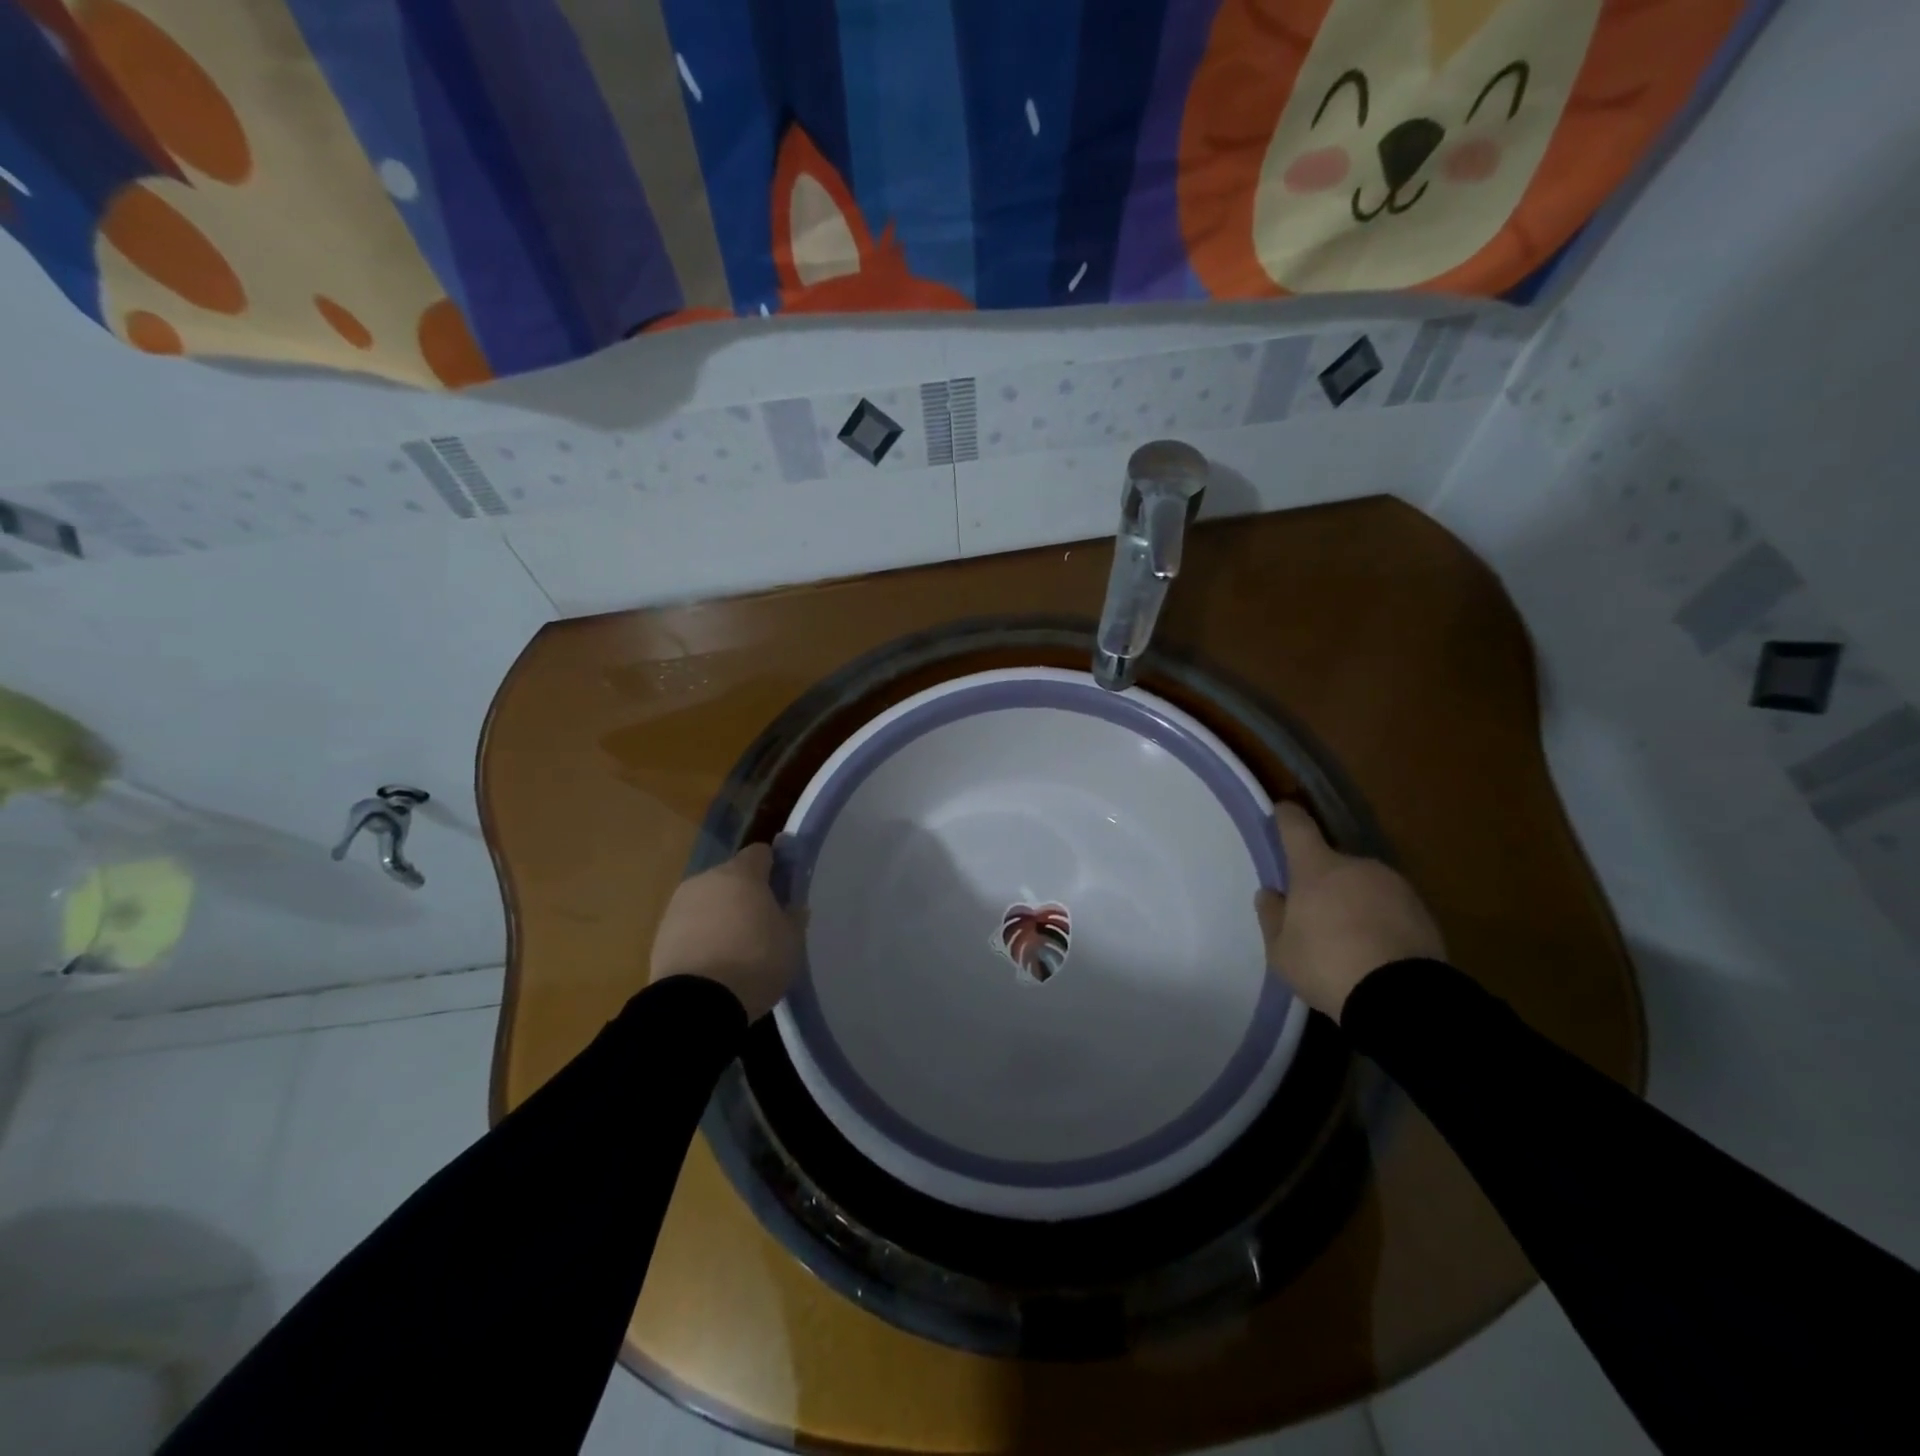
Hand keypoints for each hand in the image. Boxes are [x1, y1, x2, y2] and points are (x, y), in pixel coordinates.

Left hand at [649, 843, 803, 1020]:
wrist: (696, 1004)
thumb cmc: (755, 962)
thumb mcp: (791, 941)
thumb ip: (794, 916)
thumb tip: (793, 906)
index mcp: (741, 873)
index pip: (760, 853)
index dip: (774, 866)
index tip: (783, 887)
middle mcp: (706, 880)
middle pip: (731, 877)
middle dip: (746, 893)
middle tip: (762, 922)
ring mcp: (678, 906)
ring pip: (708, 901)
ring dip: (721, 914)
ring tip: (735, 947)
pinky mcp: (660, 934)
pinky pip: (690, 925)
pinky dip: (702, 936)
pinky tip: (713, 962)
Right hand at [1254, 803, 1444, 1021]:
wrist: (1401, 998)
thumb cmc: (1327, 965)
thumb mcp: (1281, 951)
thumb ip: (1272, 917)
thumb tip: (1271, 894)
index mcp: (1317, 868)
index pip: (1296, 826)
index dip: (1286, 817)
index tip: (1281, 813)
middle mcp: (1357, 866)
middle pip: (1333, 862)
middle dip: (1323, 881)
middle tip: (1316, 915)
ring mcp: (1395, 885)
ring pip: (1364, 884)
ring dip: (1354, 900)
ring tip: (1349, 939)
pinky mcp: (1423, 911)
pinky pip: (1390, 907)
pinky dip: (1381, 920)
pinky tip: (1376, 950)